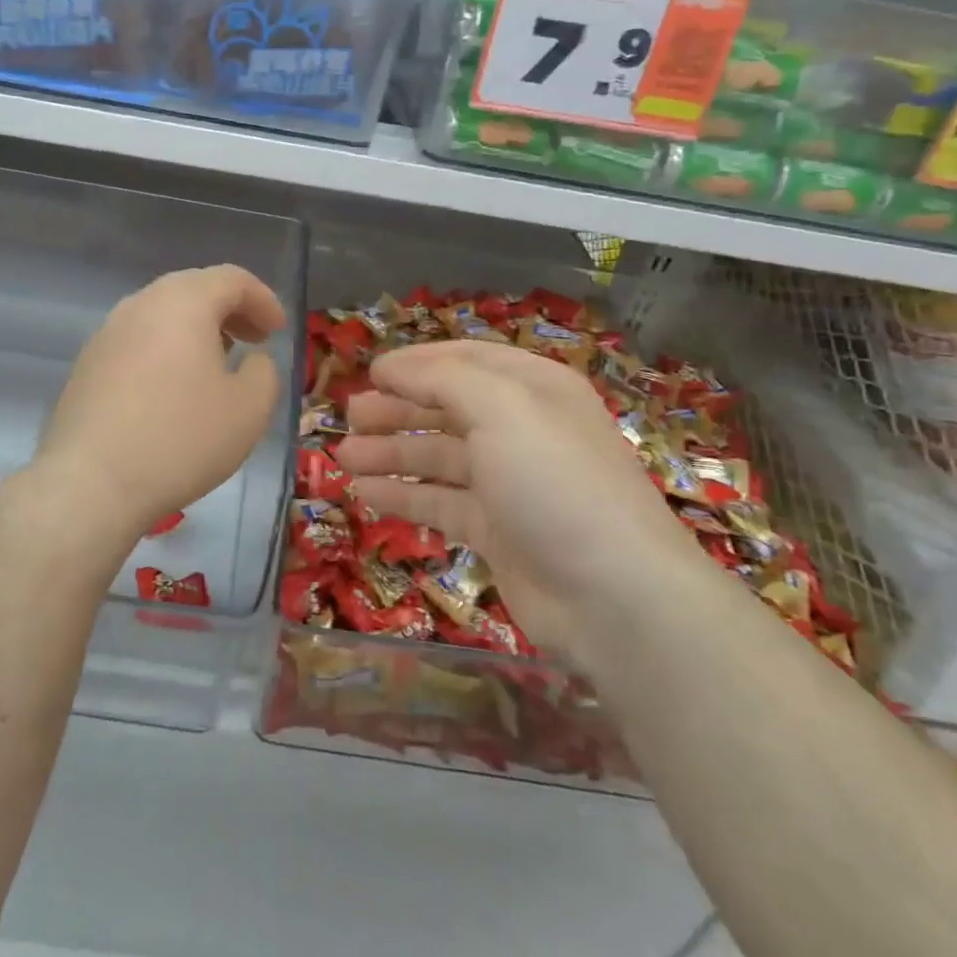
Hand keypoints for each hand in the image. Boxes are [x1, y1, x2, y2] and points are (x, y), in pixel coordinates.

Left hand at [36, 265, 286, 543]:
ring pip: (162, 315)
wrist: (91, 484)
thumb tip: (252, 360)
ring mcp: (107, 333)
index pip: (232, 279)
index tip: (278, 330)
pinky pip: (138, 342)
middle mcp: (141, 304)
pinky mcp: (87, 365)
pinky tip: (174, 389)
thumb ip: (264, 372)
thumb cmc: (181, 439)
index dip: (263, 300)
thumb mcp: (249, 409)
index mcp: (183, 302)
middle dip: (230, 311)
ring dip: (197, 330)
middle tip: (254, 340)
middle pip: (194, 289)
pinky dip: (167, 350)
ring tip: (217, 363)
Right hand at [334, 341, 680, 655]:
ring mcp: (509, 483)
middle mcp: (522, 429)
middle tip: (349, 415)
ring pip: (439, 458)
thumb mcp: (500, 408)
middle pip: (448, 408)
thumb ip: (440, 378)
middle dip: (397, 409)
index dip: (417, 363)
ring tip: (344, 456)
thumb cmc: (554, 480)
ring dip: (391, 453)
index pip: (465, 360)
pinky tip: (364, 493)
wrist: (612, 595)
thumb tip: (390, 366)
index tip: (370, 371)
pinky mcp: (497, 531)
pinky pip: (440, 503)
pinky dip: (404, 496)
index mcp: (533, 388)